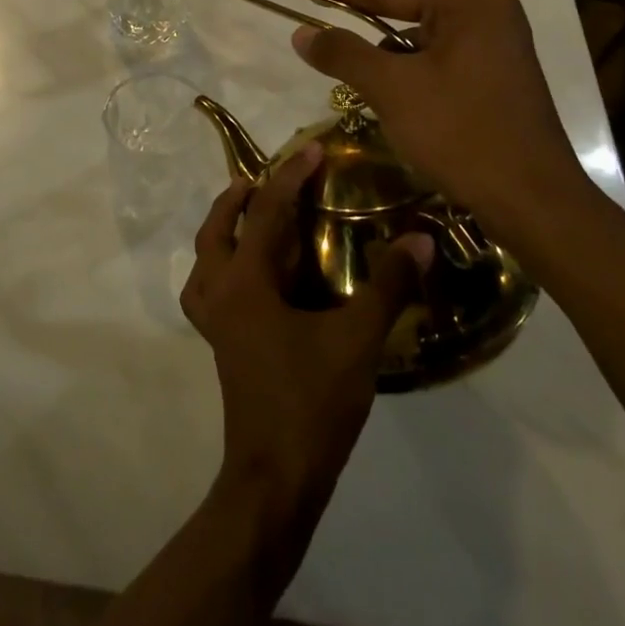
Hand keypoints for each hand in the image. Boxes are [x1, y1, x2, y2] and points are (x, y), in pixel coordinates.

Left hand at [181, 145, 431, 510]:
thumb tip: (420, 239)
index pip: (264, 213)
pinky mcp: (221, 344)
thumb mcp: (357, 340)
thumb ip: (388, 286)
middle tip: (264, 178)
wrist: (275, 475)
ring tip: (245, 215)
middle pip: (216, 231)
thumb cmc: (312, 402)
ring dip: (221, 230)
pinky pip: (208, 289)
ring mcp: (214, 322)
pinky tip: (251, 277)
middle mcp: (219, 294)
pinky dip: (221, 268)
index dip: (289, 177)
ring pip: (204, 260)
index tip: (312, 149)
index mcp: (244, 284)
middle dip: (237, 198)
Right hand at [290, 0, 599, 243]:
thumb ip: (344, 53)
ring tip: (349, 71)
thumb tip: (301, 32)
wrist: (530, 199)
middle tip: (318, 27)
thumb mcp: (392, 88)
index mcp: (471, 0)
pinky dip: (410, 73)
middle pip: (408, 11)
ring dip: (386, 57)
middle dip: (363, 26)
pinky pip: (439, 60)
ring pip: (421, 40)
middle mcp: (490, 11)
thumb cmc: (460, 132)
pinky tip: (390, 93)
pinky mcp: (497, 74)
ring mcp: (498, 44)